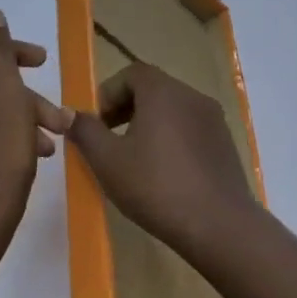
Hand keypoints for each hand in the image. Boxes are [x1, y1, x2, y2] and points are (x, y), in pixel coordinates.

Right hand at [65, 61, 258, 260]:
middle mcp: (193, 97)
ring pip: (174, 111)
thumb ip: (86, 132)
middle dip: (127, 109)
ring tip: (135, 159)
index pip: (132, 73)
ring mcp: (214, 120)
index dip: (108, 94)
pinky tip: (164, 174)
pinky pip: (192, 130)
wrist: (218, 224)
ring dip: (150, 125)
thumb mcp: (108, 161)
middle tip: (109, 140)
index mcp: (164, 92)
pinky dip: (172, 140)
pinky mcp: (226, 144)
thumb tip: (70, 114)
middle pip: (154, 89)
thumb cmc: (155, 187)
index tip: (96, 123)